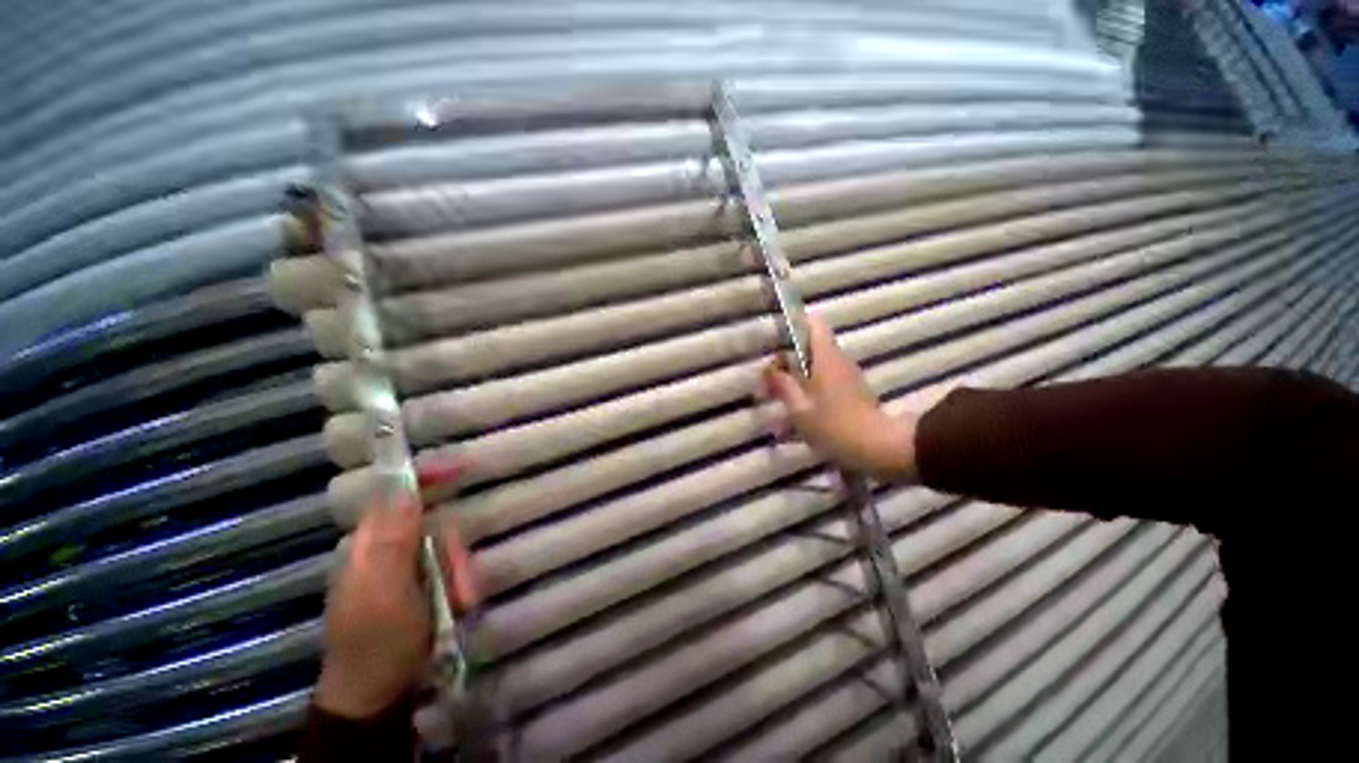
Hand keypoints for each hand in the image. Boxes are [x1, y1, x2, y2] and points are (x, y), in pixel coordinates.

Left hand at [315, 464, 479, 719]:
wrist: (377, 694)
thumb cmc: (380, 642)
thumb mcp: (388, 592)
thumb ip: (394, 540)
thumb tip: (402, 488)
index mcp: (367, 546)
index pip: (393, 495)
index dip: (424, 478)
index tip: (460, 470)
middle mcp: (382, 551)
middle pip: (429, 524)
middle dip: (452, 549)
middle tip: (461, 581)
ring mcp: (399, 570)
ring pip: (442, 548)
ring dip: (458, 571)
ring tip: (461, 601)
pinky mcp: (415, 587)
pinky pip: (445, 569)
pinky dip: (457, 583)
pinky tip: (458, 604)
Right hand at [761, 314, 917, 479]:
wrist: (879, 447)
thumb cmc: (834, 425)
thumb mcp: (799, 408)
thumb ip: (782, 385)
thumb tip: (770, 369)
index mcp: (825, 357)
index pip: (814, 323)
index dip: (794, 325)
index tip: (776, 342)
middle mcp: (837, 359)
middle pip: (808, 347)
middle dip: (786, 362)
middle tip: (769, 385)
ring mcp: (846, 375)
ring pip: (814, 366)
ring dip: (795, 379)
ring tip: (779, 402)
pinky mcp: (851, 390)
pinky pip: (823, 381)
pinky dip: (808, 390)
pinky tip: (797, 414)